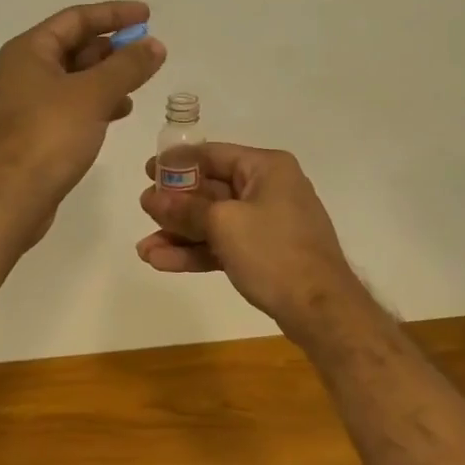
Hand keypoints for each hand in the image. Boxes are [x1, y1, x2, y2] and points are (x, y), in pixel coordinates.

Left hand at [0, 1, 165, 250]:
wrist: (7, 200)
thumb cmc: (47, 136)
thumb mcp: (93, 95)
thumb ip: (127, 66)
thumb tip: (155, 44)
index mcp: (30, 51)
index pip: (76, 18)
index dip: (114, 14)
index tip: (147, 15)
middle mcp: (25, 70)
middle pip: (75, 46)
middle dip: (113, 47)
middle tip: (147, 52)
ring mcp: (28, 103)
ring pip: (76, 78)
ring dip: (108, 76)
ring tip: (140, 82)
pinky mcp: (36, 132)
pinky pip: (73, 104)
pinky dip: (98, 102)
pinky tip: (121, 111)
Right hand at [137, 143, 365, 341]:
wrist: (321, 309)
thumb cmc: (274, 252)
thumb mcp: (224, 224)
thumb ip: (185, 209)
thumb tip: (151, 198)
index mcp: (266, 168)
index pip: (213, 155)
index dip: (178, 163)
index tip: (148, 172)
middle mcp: (269, 188)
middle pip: (212, 189)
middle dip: (175, 205)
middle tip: (143, 210)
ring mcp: (269, 222)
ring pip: (215, 221)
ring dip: (181, 233)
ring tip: (144, 248)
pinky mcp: (266, 252)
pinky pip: (225, 243)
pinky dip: (198, 251)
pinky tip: (163, 262)